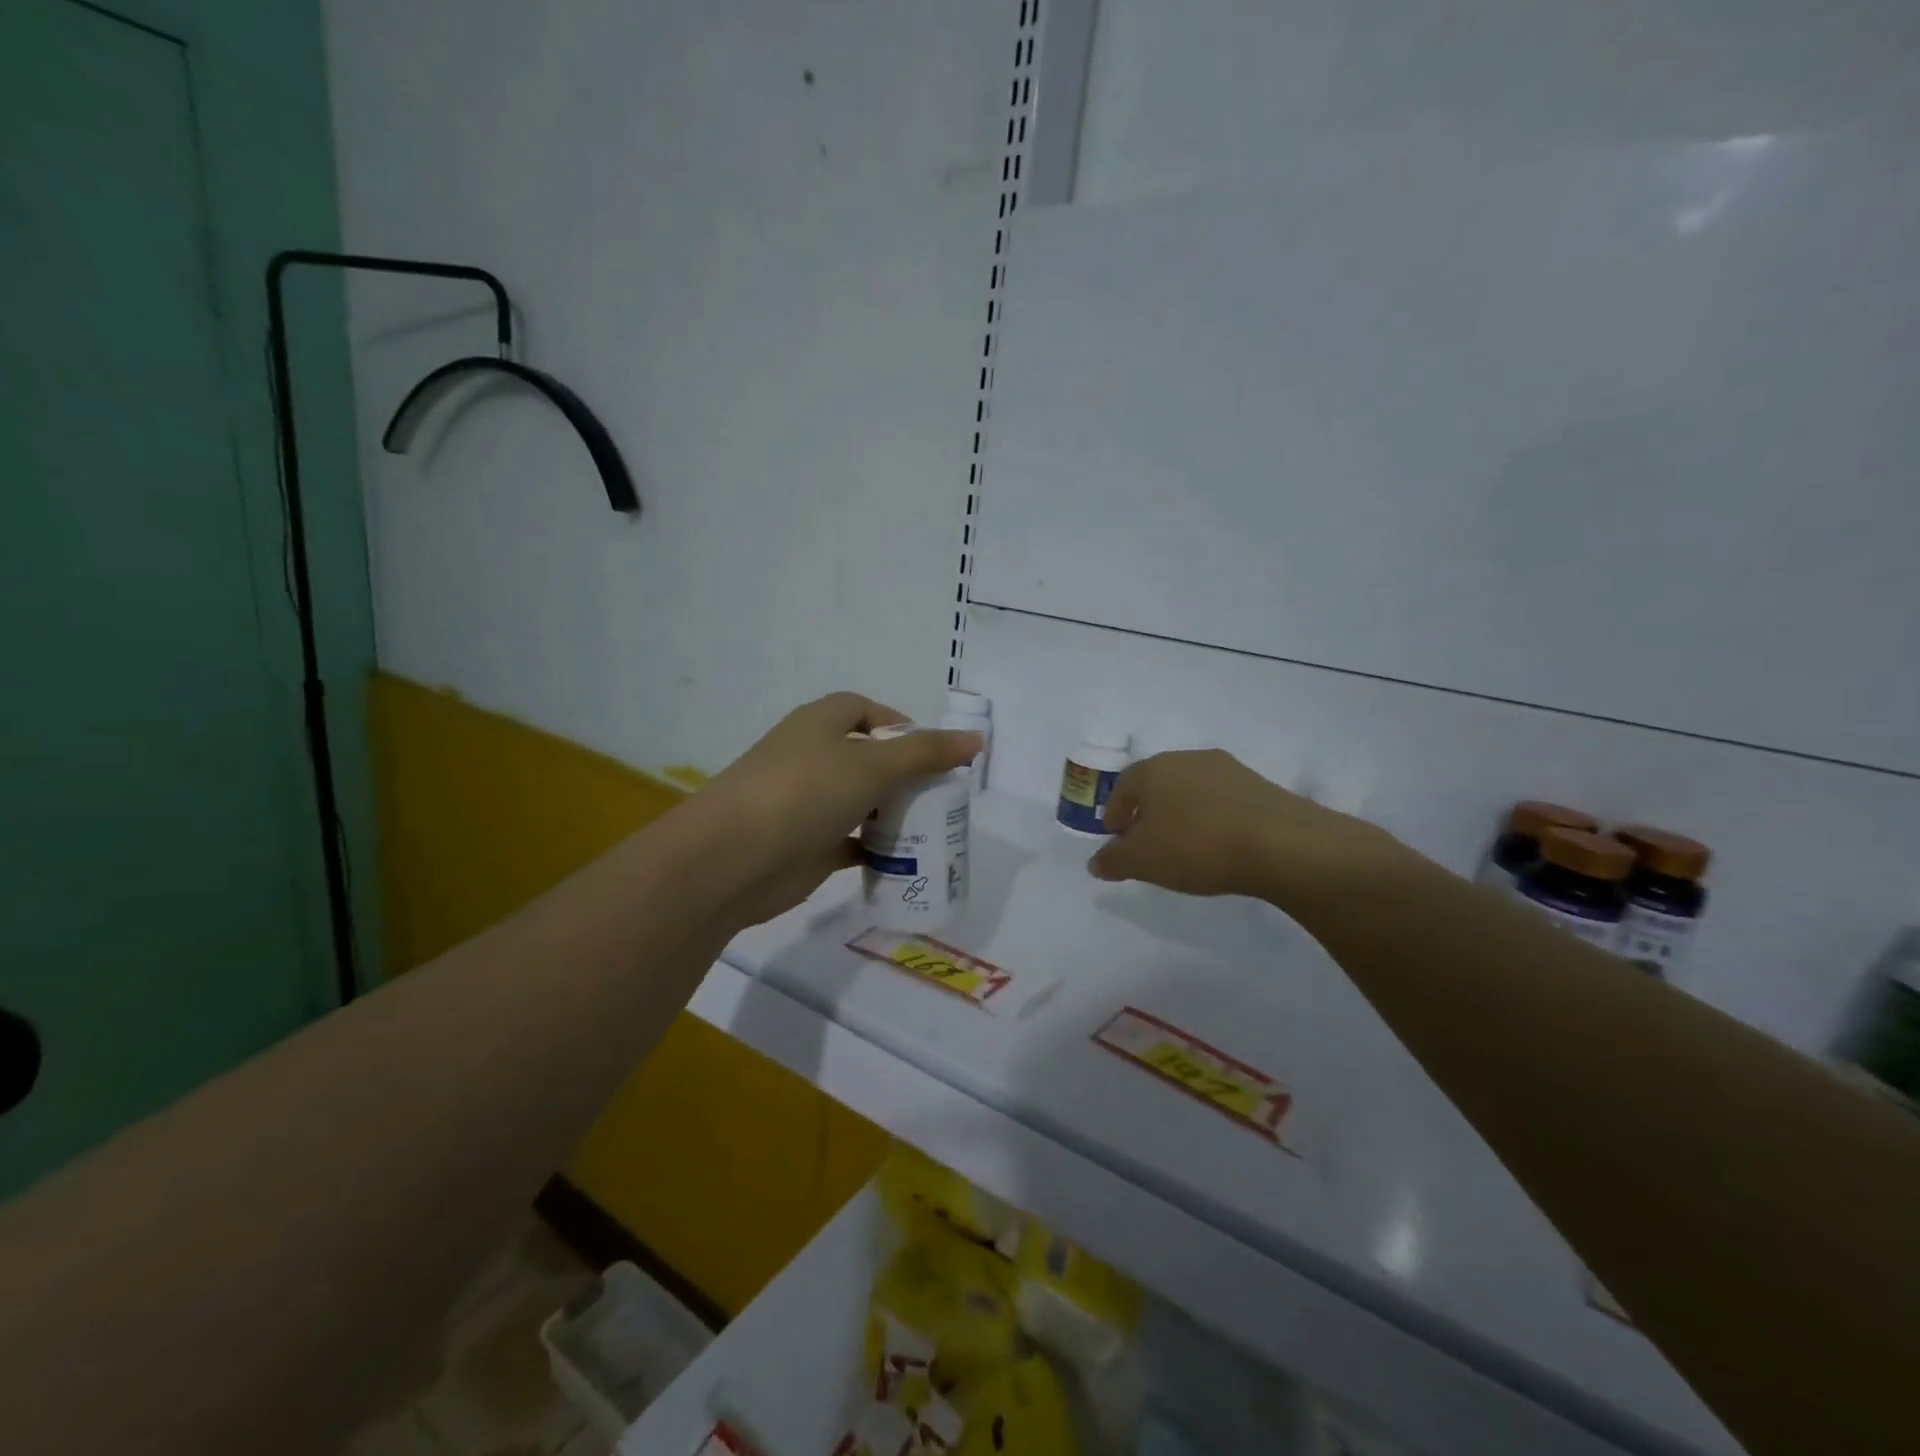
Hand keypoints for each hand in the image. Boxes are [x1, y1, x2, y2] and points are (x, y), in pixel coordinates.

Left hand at [693, 692, 981, 927]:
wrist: (731, 859)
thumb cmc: (804, 793)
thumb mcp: (872, 765)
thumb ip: (926, 752)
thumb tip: (976, 739)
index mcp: (820, 724)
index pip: (865, 710)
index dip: (899, 725)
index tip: (932, 753)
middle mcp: (812, 757)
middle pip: (867, 758)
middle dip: (904, 775)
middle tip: (941, 796)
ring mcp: (807, 803)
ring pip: (860, 801)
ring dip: (892, 813)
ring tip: (931, 828)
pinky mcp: (807, 844)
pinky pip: (851, 841)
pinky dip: (875, 849)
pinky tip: (904, 860)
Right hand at [1088, 749, 1398, 907]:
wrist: (1283, 844)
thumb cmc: (1196, 846)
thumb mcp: (1143, 861)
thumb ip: (1113, 861)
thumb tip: (1095, 862)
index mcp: (1154, 769)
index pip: (1123, 786)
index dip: (1114, 813)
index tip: (1116, 837)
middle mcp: (1188, 759)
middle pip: (1157, 784)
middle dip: (1147, 812)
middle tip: (1146, 842)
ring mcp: (1227, 769)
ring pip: (1191, 790)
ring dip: (1181, 814)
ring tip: (1184, 846)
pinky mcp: (1260, 785)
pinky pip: (1222, 801)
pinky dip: (1212, 818)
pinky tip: (1218, 844)